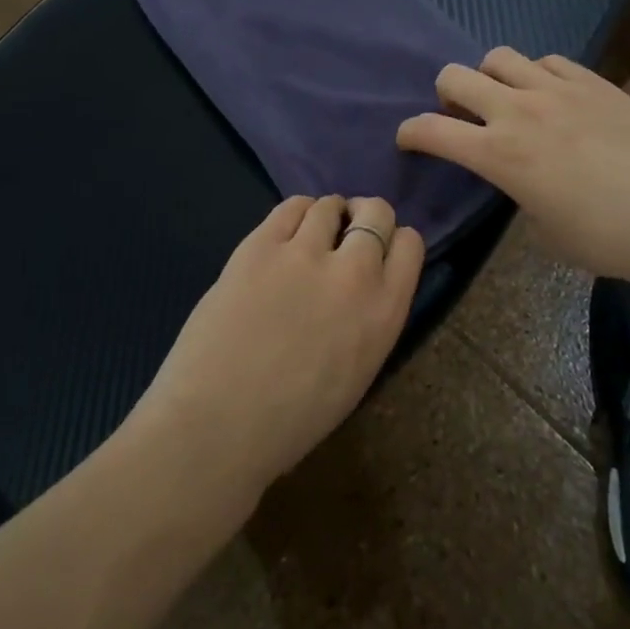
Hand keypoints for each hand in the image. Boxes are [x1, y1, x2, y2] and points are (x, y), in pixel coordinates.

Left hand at [138, 196, 424, 501]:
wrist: (219, 423)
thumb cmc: (291, 420)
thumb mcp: (356, 371)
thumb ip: (367, 319)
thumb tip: (359, 287)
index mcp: (385, 313)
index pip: (410, 245)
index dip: (393, 241)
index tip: (377, 250)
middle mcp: (354, 272)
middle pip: (376, 212)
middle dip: (365, 217)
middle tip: (346, 234)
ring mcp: (304, 253)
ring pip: (329, 205)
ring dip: (326, 215)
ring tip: (310, 235)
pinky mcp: (260, 244)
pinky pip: (290, 206)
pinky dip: (295, 213)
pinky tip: (285, 233)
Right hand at [397, 48, 629, 287]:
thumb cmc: (610, 238)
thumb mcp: (546, 231)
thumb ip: (519, 194)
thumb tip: (521, 178)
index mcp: (499, 155)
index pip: (430, 130)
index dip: (409, 133)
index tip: (408, 140)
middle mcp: (517, 111)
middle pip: (454, 76)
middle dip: (445, 95)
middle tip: (461, 115)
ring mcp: (556, 89)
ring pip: (498, 57)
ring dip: (490, 77)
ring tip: (507, 98)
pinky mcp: (592, 81)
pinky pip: (547, 60)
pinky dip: (537, 74)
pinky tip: (553, 95)